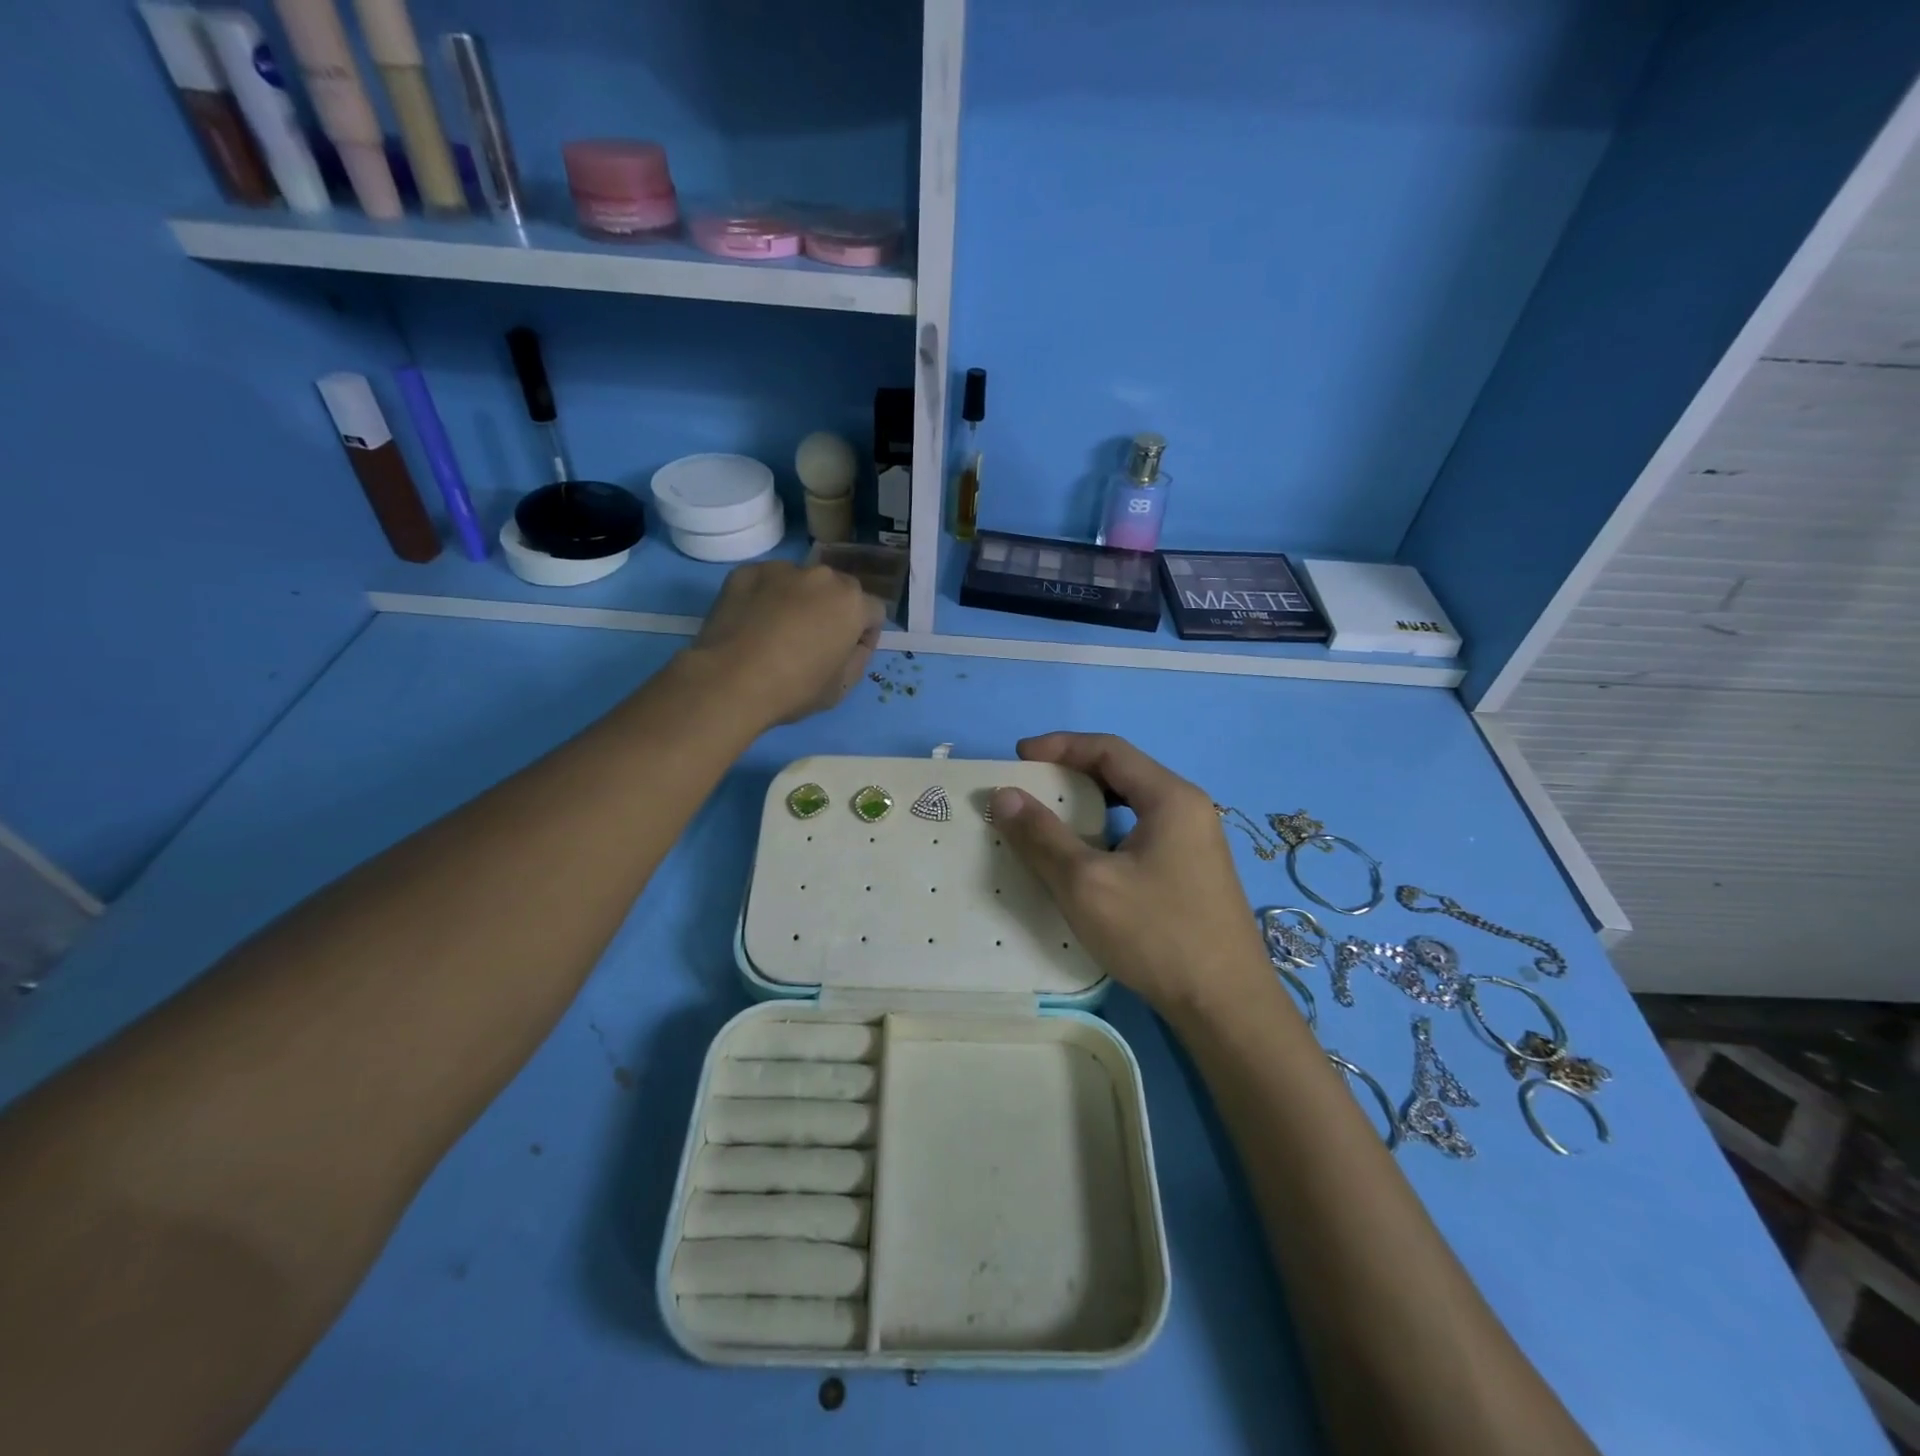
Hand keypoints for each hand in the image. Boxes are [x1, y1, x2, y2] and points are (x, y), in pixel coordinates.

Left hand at [689, 562, 883, 726]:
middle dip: (832, 611)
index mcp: (852, 603)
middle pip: (838, 591)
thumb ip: (859, 657)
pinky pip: (766, 583)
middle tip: (811, 642)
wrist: (729, 680)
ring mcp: (781, 570)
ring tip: (776, 632)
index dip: (864, 635)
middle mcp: (822, 577)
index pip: (873, 612)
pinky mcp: (746, 572)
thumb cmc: (794, 689)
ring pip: (801, 583)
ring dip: (798, 601)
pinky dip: (765, 598)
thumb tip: (855, 642)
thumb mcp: (842, 687)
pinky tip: (751, 624)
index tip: (846, 655)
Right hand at [990, 733, 1274, 1019]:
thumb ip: (1042, 836)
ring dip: (1090, 803)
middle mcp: (1189, 809)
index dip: (1060, 746)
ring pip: (1133, 804)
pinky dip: (1108, 831)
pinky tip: (1089, 859)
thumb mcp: (1086, 884)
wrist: (1227, 1007)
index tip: (1019, 757)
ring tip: (1053, 818)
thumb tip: (1004, 795)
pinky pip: (1143, 832)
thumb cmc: (1156, 935)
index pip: (1109, 749)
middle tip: (1032, 786)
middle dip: (1073, 772)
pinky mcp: (1194, 872)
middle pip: (1123, 772)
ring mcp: (1196, 842)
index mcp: (1170, 798)